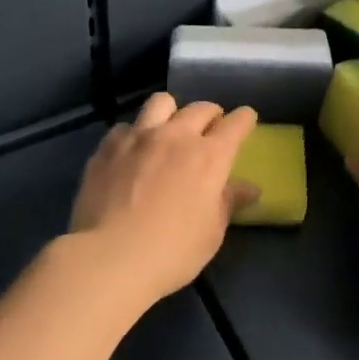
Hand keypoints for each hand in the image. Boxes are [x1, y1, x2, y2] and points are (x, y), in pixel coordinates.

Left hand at [66, 93, 259, 303]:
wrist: (110, 257)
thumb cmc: (173, 251)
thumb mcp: (212, 232)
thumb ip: (229, 202)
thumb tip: (250, 188)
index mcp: (210, 156)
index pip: (236, 124)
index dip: (244, 119)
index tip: (246, 120)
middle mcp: (176, 135)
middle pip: (200, 108)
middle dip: (211, 115)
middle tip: (209, 130)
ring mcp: (139, 136)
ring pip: (161, 102)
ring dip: (171, 113)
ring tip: (168, 130)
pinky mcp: (108, 146)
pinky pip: (126, 127)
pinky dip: (133, 135)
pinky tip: (130, 153)